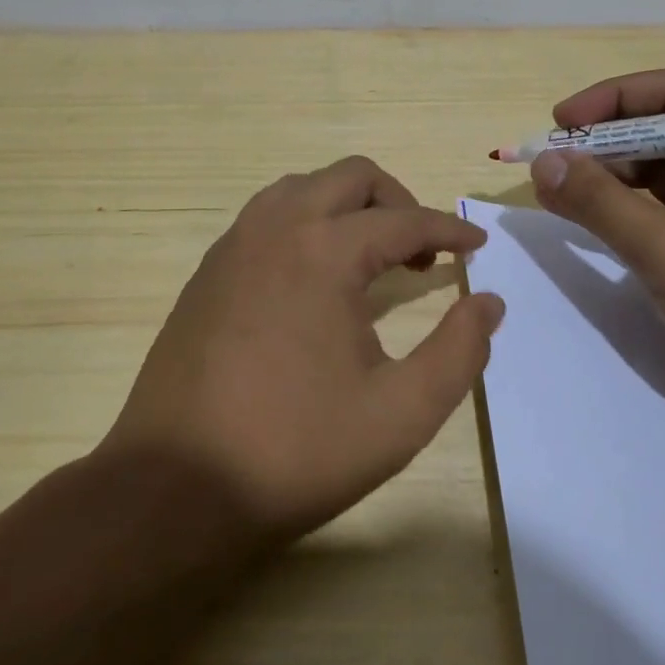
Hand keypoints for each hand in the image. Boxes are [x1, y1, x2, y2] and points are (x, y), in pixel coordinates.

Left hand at [104, 157, 505, 543]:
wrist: (174, 487)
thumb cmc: (295, 451)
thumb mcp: (400, 413)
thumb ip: (459, 351)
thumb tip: (489, 303)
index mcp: (324, 251)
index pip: (403, 220)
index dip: (448, 230)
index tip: (476, 246)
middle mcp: (276, 228)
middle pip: (350, 177)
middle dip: (397, 201)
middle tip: (422, 251)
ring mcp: (233, 245)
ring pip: (302, 188)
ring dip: (347, 206)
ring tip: (371, 256)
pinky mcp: (208, 271)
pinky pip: (267, 217)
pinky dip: (306, 223)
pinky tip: (315, 277)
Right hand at [529, 69, 664, 446]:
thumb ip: (601, 202)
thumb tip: (543, 162)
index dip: (614, 99)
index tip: (562, 122)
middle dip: (606, 141)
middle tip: (553, 163)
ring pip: (663, 171)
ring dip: (611, 176)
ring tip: (560, 192)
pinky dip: (626, 210)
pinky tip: (591, 219)